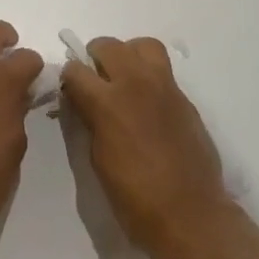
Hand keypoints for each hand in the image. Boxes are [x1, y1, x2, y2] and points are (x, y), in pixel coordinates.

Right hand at [60, 36, 236, 258]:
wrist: (190, 214)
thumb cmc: (134, 198)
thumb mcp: (98, 160)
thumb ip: (89, 121)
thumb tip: (84, 103)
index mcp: (107, 102)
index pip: (75, 70)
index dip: (68, 80)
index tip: (70, 93)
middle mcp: (135, 83)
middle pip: (108, 45)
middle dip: (94, 59)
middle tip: (94, 82)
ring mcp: (164, 86)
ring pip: (142, 45)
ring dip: (127, 55)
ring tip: (124, 79)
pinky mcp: (184, 97)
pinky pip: (162, 70)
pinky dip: (149, 75)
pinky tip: (147, 103)